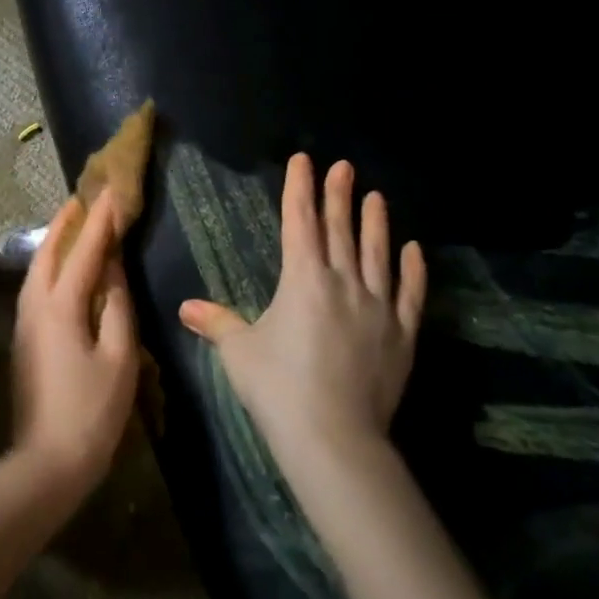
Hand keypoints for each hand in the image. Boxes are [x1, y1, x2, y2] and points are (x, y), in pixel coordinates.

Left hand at [12, 192, 140, 493]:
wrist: (47, 462)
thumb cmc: (92, 410)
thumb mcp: (119, 357)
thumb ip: (116, 307)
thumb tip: (112, 269)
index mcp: (60, 306)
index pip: (84, 251)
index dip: (99, 220)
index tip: (111, 190)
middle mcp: (34, 306)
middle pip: (47, 253)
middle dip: (65, 223)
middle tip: (83, 198)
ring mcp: (24, 323)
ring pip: (37, 269)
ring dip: (54, 243)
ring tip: (73, 225)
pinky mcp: (24, 339)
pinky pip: (36, 287)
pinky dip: (50, 266)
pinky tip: (63, 269)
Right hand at [180, 154, 425, 460]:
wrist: (334, 437)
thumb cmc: (278, 388)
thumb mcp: (239, 352)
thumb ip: (216, 322)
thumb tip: (185, 307)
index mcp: (302, 279)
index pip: (300, 221)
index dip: (300, 188)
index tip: (304, 161)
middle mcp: (343, 282)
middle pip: (340, 229)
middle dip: (338, 194)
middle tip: (344, 166)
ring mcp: (377, 307)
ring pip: (376, 253)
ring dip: (375, 222)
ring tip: (376, 195)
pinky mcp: (402, 334)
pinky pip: (409, 293)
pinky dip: (412, 269)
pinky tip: (413, 248)